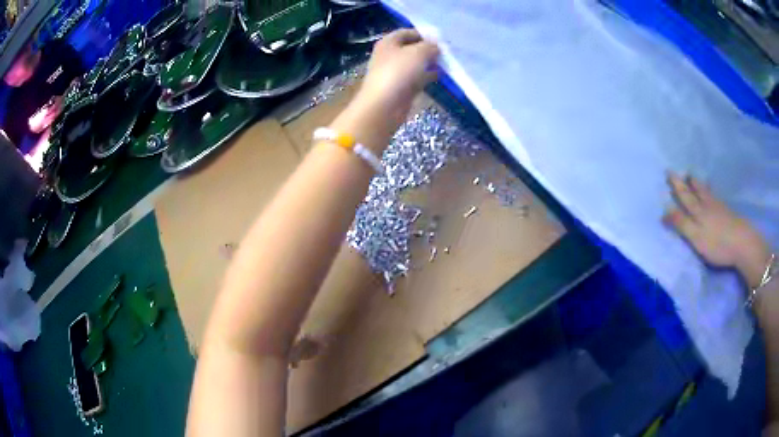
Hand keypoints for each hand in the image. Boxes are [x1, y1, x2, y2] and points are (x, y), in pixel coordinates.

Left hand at [333, 29, 439, 152]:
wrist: (384, 105)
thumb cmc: (398, 72)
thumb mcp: (418, 52)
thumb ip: (430, 46)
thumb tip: (437, 46)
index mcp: (388, 43)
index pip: (407, 32)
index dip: (423, 33)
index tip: (441, 38)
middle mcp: (390, 55)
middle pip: (412, 48)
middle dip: (429, 48)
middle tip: (447, 51)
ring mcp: (395, 72)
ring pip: (416, 63)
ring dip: (430, 62)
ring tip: (448, 62)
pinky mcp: (402, 87)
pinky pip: (418, 77)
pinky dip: (429, 75)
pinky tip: (442, 75)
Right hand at [664, 172, 769, 287]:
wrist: (742, 242)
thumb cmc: (718, 243)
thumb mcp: (696, 237)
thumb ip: (682, 224)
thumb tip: (664, 210)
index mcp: (698, 212)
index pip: (684, 198)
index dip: (676, 188)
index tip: (668, 175)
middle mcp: (707, 206)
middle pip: (695, 192)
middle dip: (685, 183)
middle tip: (679, 171)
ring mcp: (719, 207)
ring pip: (705, 192)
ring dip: (698, 184)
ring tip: (693, 176)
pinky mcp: (727, 212)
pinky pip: (715, 196)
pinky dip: (710, 190)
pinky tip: (712, 190)